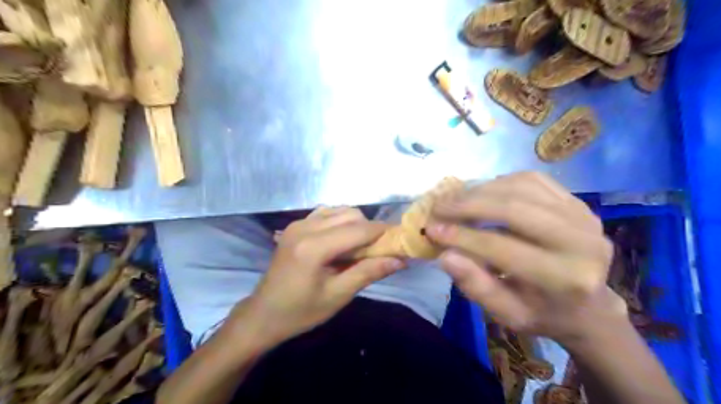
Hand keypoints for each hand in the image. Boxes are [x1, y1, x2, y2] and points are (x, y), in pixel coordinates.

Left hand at [233, 209, 407, 345]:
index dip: (383, 232)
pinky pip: (326, 213)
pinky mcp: (295, 225)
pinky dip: (340, 222)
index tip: (400, 240)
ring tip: (360, 247)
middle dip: (370, 229)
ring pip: (339, 210)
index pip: (358, 230)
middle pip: (351, 214)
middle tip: (378, 250)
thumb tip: (400, 260)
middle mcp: (305, 227)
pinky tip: (341, 241)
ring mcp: (298, 223)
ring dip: (356, 224)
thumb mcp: (338, 295)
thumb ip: (369, 272)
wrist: (263, 314)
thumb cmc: (301, 311)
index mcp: (314, 247)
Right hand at [424, 171, 628, 344]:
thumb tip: (445, 255)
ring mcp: (583, 216)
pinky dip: (500, 182)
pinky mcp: (577, 202)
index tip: (431, 229)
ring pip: (521, 187)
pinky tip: (482, 192)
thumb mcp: (507, 314)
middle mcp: (581, 241)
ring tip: (454, 200)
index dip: (462, 236)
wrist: (589, 305)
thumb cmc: (543, 313)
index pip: (502, 247)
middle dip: (468, 205)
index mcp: (565, 279)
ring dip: (480, 190)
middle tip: (438, 207)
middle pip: (514, 208)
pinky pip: (532, 180)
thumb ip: (476, 286)